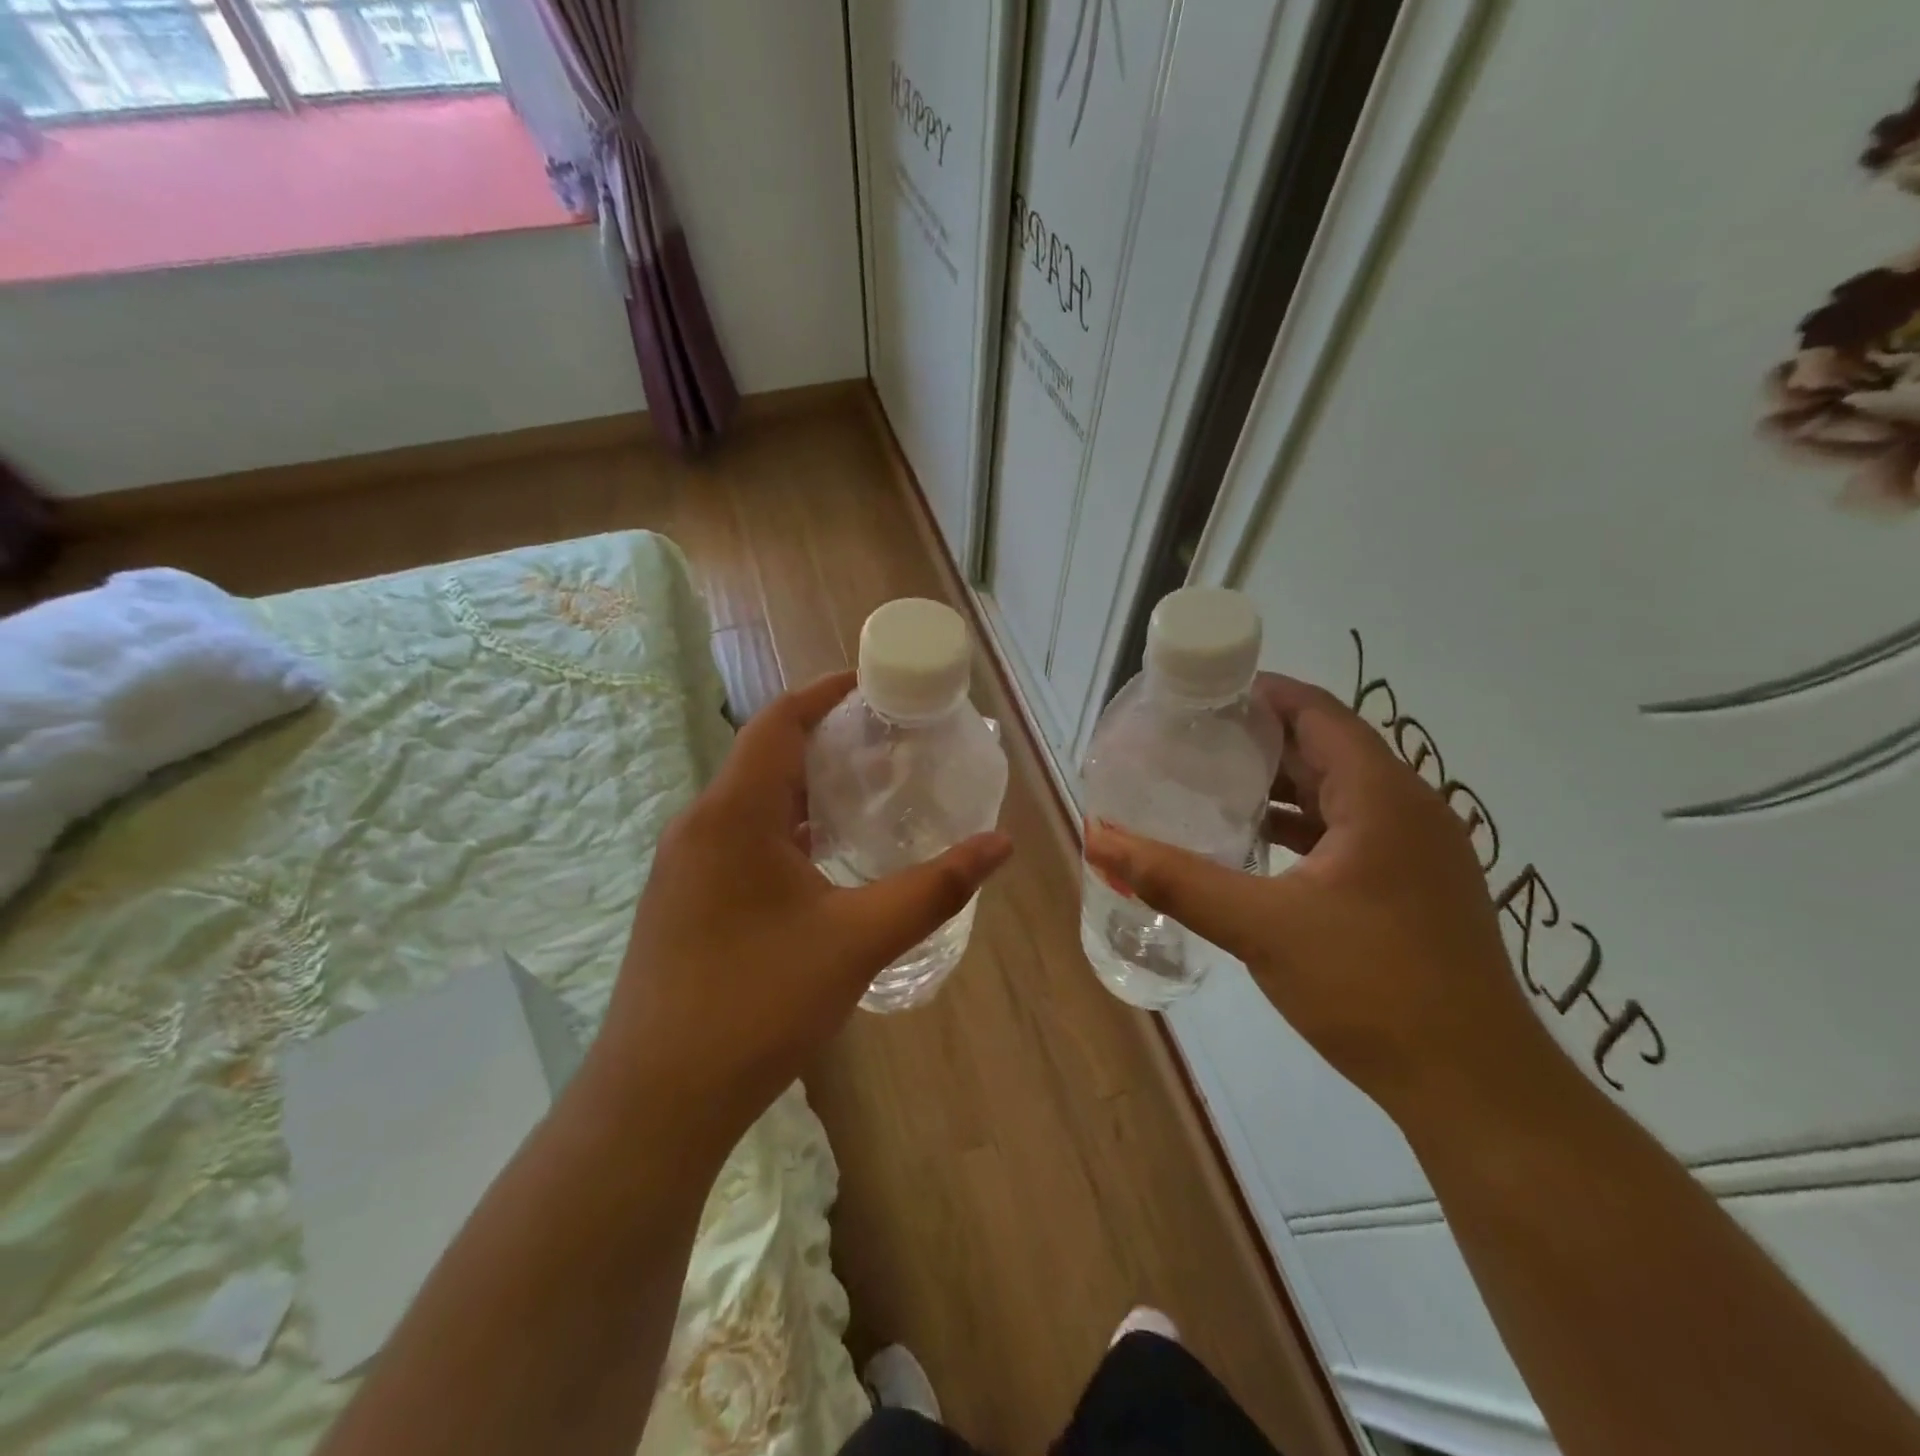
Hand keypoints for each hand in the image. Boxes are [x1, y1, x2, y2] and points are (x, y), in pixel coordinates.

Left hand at [591, 672, 1012, 1150]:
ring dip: (805, 790)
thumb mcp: (858, 940)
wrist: (657, 1100)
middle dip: (827, 742)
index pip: (779, 721)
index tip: (873, 685)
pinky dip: (784, 829)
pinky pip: (738, 839)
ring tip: (867, 797)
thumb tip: (1000, 844)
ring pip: (751, 803)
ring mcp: (683, 866)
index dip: (825, 692)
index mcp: (733, 814)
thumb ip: (934, 888)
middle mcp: (699, 826)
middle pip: (766, 757)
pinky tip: (822, 862)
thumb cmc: (758, 1003)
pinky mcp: (681, 901)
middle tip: (889, 747)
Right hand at [1084, 674, 1555, 1119]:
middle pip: (1326, 746)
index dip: (1258, 693)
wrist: (1474, 1087)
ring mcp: (1417, 850)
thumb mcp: (1259, 926)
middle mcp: (1407, 808)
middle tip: (1189, 740)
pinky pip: (1349, 829)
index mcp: (1381, 796)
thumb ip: (1174, 878)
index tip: (1198, 695)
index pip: (1316, 712)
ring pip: (1338, 791)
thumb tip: (1098, 840)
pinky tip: (1255, 845)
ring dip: (1278, 783)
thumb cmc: (1370, 988)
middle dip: (1258, 737)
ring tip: (1210, 783)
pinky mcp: (1413, 885)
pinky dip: (1301, 825)